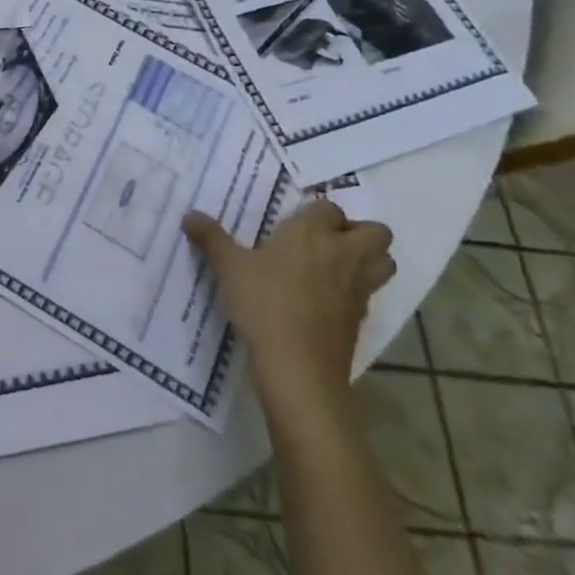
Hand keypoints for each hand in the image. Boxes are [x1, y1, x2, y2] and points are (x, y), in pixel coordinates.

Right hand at [183, 198, 393, 419]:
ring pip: (385, 262)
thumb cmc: (263, 303)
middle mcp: (343, 254)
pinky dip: (357, 292)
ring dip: (369, 260)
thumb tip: (189, 215)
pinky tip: (326, 300)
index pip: (329, 207)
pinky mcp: (361, 319)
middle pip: (376, 232)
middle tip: (326, 241)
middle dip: (359, 232)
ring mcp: (358, 288)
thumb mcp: (228, 267)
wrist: (297, 366)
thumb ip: (211, 238)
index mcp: (312, 233)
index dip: (316, 213)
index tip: (295, 224)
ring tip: (335, 267)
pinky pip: (370, 294)